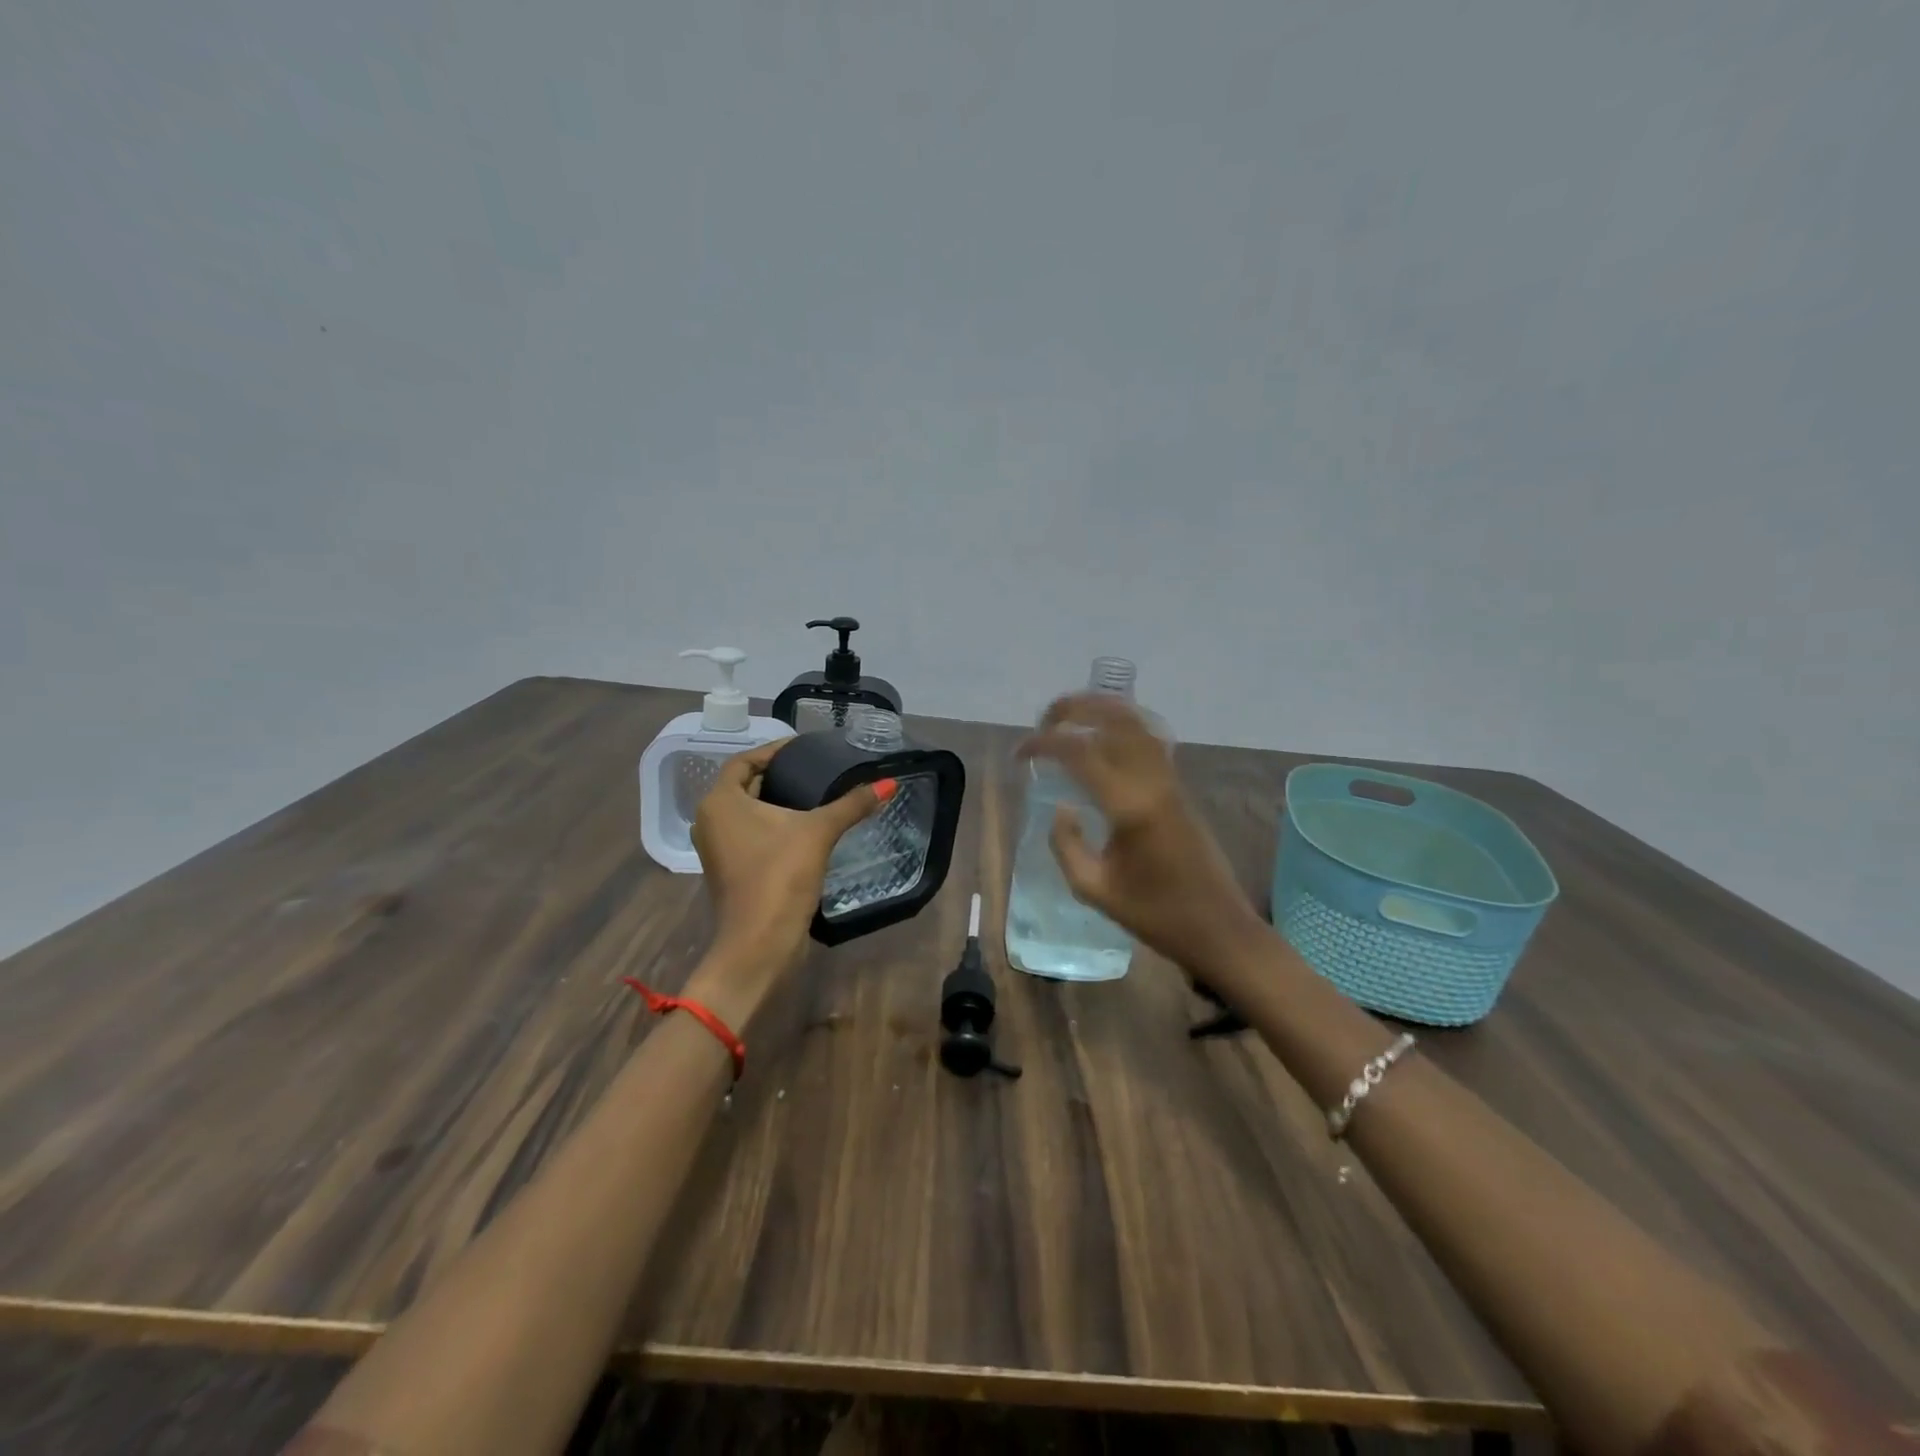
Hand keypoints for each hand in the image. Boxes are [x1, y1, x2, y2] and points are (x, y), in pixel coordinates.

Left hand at [687, 739, 889, 1019]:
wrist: (760, 943)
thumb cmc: (780, 876)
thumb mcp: (819, 832)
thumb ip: (852, 805)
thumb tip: (889, 782)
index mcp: (720, 802)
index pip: (745, 761)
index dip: (774, 751)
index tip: (805, 748)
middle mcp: (710, 820)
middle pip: (744, 785)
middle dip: (777, 775)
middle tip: (815, 769)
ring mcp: (717, 849)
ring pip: (747, 813)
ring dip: (775, 802)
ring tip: (814, 795)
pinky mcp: (729, 871)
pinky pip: (749, 835)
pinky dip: (772, 826)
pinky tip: (803, 828)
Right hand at [1019, 693, 1267, 979]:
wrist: (1218, 927)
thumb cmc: (1155, 914)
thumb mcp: (1094, 889)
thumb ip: (1066, 844)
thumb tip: (1062, 809)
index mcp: (1130, 806)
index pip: (1080, 752)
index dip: (1044, 744)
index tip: (1019, 755)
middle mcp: (1153, 781)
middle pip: (1115, 719)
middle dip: (1074, 709)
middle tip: (1043, 721)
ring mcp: (1170, 781)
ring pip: (1136, 723)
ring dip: (1100, 711)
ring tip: (1068, 719)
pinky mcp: (1179, 788)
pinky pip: (1149, 740)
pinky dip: (1120, 727)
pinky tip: (1101, 740)